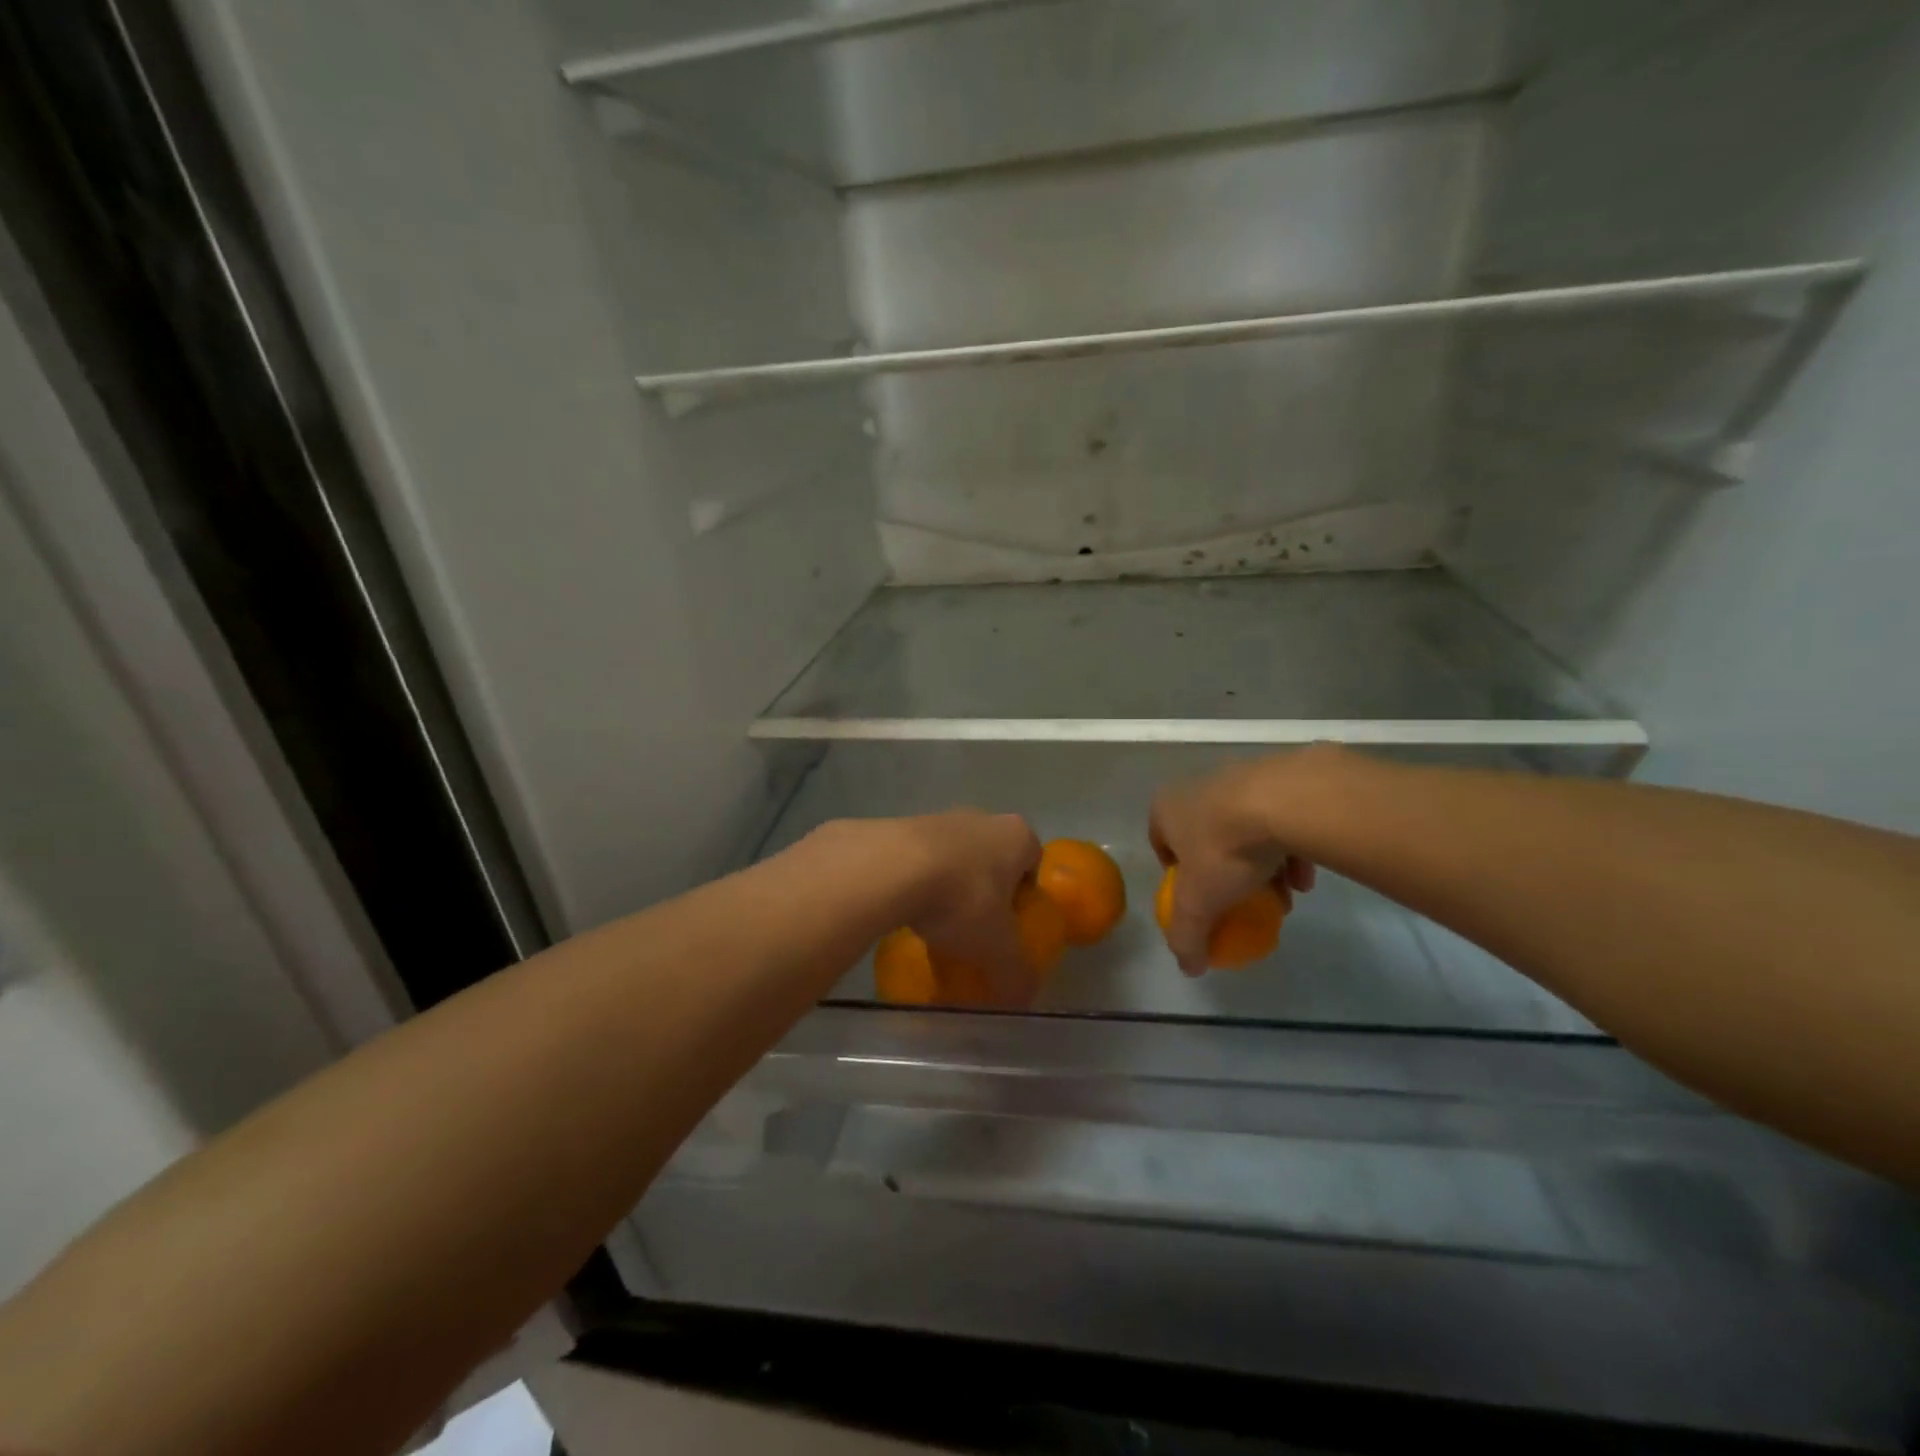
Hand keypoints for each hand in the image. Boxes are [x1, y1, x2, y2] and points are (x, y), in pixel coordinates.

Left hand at [899, 809, 1043, 1006]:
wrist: (889, 868)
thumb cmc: (961, 899)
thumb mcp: (997, 949)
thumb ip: (1016, 975)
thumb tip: (1022, 999)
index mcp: (1017, 836)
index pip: (1032, 865)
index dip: (1024, 898)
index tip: (1009, 928)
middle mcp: (983, 818)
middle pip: (992, 860)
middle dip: (985, 892)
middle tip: (975, 930)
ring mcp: (940, 818)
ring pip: (954, 858)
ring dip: (949, 886)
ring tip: (936, 925)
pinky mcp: (902, 826)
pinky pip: (919, 859)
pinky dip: (917, 882)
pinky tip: (906, 911)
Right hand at [1150, 753, 1320, 975]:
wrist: (1283, 801)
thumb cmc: (1223, 849)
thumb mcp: (1198, 903)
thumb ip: (1188, 935)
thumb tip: (1188, 967)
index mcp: (1166, 808)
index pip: (1162, 843)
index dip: (1179, 876)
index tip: (1200, 899)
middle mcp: (1197, 787)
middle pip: (1207, 838)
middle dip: (1225, 873)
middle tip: (1243, 901)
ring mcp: (1241, 778)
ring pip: (1246, 830)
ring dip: (1261, 865)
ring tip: (1282, 896)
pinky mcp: (1280, 778)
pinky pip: (1281, 819)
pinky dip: (1289, 849)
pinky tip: (1305, 878)